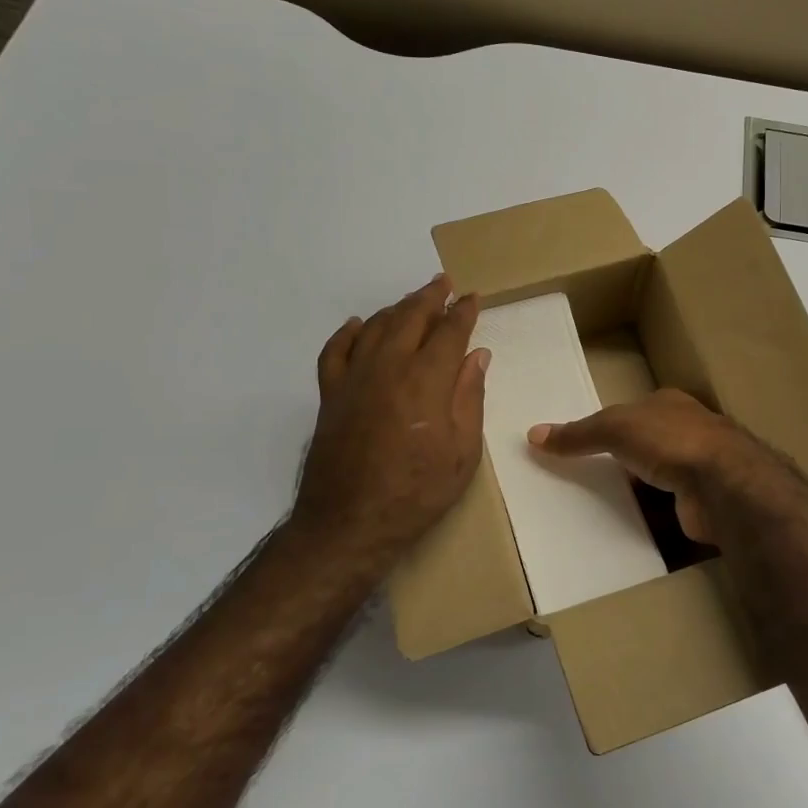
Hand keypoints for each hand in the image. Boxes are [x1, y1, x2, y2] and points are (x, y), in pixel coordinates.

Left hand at [291, 274, 489, 561]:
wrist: (350, 524)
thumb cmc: (417, 492)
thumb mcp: (463, 452)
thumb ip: (470, 397)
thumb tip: (478, 356)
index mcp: (426, 379)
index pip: (449, 332)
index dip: (463, 312)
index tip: (473, 298)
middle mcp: (388, 366)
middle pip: (410, 317)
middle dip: (430, 296)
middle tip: (444, 283)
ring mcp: (354, 378)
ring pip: (375, 326)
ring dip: (396, 308)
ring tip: (412, 301)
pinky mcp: (330, 394)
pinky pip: (335, 350)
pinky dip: (348, 332)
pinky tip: (357, 324)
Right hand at [528, 388, 805, 546]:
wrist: (724, 484)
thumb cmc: (670, 440)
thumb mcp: (615, 427)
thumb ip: (578, 433)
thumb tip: (533, 435)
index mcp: (669, 404)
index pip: (632, 411)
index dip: (607, 425)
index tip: (581, 444)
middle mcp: (687, 432)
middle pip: (643, 445)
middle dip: (619, 460)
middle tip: (581, 479)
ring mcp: (698, 469)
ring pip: (655, 479)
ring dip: (633, 491)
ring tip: (595, 507)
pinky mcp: (700, 504)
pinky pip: (665, 510)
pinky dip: (647, 517)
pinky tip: (624, 527)